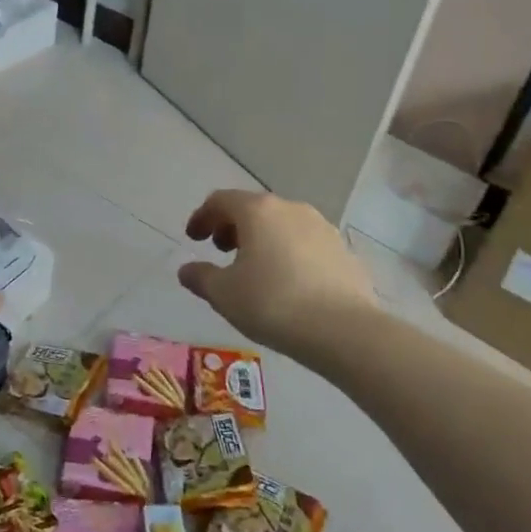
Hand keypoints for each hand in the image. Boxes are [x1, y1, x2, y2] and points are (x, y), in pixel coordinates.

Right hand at [177, 190, 377, 361]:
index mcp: (258, 211)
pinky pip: (305, 244)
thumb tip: (187, 270)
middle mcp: (291, 209)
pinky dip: (288, 253)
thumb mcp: (223, 294)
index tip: (193, 238)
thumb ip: (200, 277)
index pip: (221, 201)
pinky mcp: (343, 250)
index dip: (202, 217)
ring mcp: (322, 227)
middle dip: (232, 226)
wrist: (344, 330)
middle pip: (253, 208)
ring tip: (254, 268)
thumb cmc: (272, 303)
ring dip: (262, 239)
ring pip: (282, 224)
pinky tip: (288, 282)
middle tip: (221, 251)